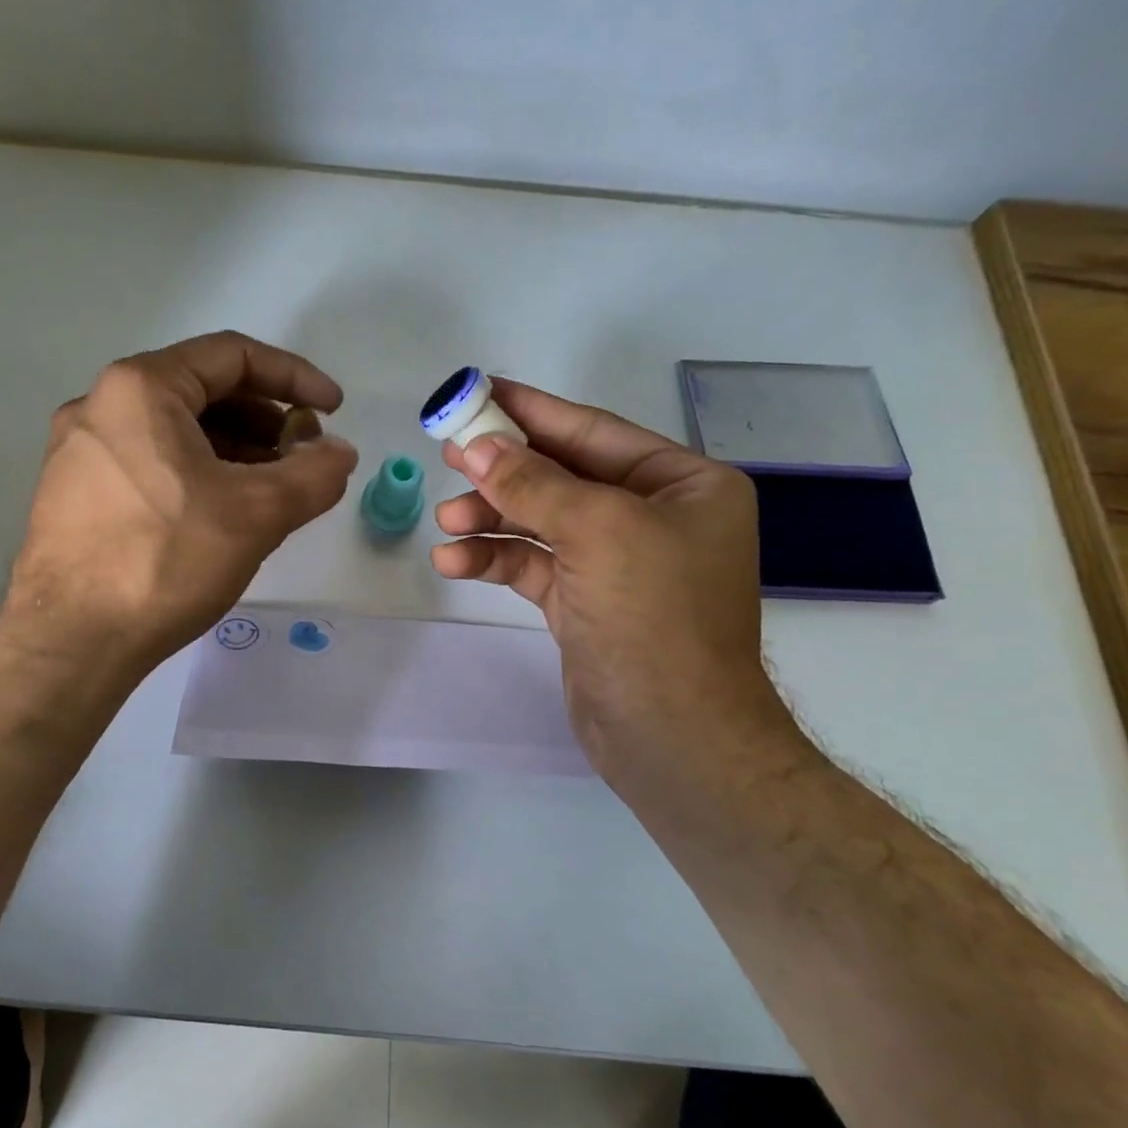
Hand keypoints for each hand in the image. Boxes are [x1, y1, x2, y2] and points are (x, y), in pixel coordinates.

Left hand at [5, 331, 357, 673]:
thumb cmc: (164, 561)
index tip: (333, 410)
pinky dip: (196, 473)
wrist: (70, 642)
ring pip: (174, 431)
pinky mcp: (72, 492)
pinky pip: (149, 462)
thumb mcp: (256, 514)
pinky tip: (221, 513)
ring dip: (233, 449)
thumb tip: (340, 452)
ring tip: (271, 489)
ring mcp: (80, 450)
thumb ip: (313, 474)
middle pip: (202, 390)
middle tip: (303, 456)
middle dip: (264, 419)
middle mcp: (100, 404)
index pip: (233, 356)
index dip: (295, 377)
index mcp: (141, 388)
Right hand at [429, 379, 800, 781]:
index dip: (532, 410)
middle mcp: (653, 517)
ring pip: (541, 521)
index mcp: (682, 485)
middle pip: (561, 475)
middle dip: (503, 468)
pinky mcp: (585, 603)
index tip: (478, 391)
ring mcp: (616, 562)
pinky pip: (532, 565)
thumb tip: (476, 446)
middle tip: (447, 451)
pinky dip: (494, 559)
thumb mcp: (597, 532)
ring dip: (491, 518)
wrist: (673, 736)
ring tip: (445, 519)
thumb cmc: (653, 619)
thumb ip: (532, 484)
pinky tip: (454, 562)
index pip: (593, 432)